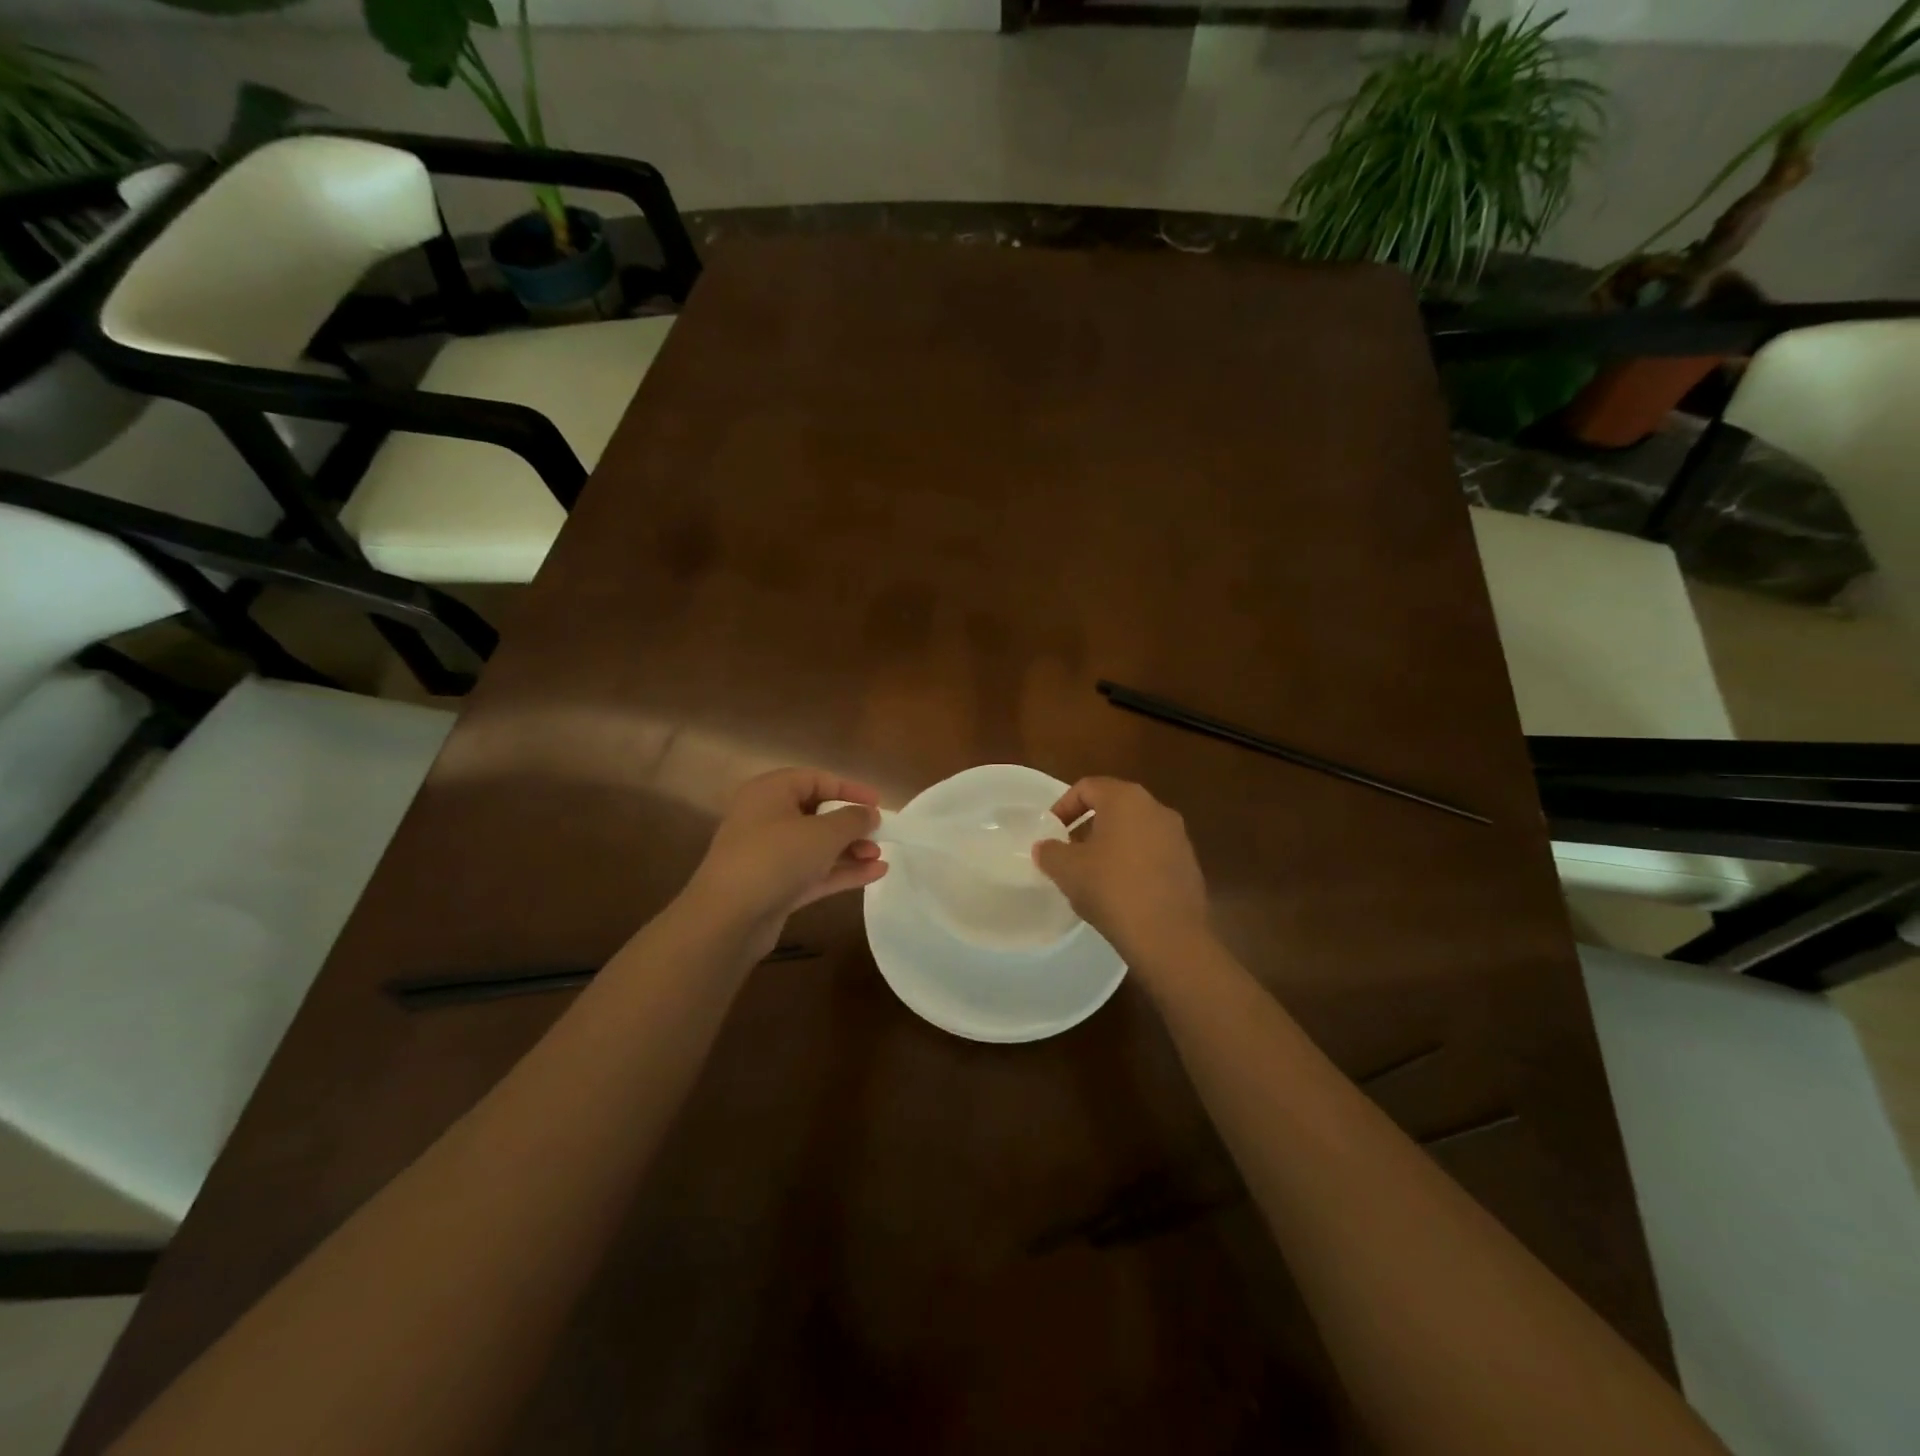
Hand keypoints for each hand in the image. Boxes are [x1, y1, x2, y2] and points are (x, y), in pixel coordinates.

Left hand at [681, 768, 888, 954]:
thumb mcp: (823, 833)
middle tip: (878, 835)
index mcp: (770, 792)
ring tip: (879, 857)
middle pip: (816, 814)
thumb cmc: (776, 858)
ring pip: (816, 846)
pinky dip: (840, 872)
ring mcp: (768, 855)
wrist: (727, 918)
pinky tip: (874, 874)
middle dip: (851, 825)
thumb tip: (870, 814)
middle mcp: (766, 818)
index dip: (849, 789)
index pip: (815, 780)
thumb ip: (853, 819)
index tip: (878, 804)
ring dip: (849, 850)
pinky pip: (813, 872)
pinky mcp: (774, 886)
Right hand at [1032, 777, 1213, 970]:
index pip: (1087, 787)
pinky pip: (1153, 853)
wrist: (1168, 935)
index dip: (1063, 806)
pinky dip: (1134, 862)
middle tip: (1069, 850)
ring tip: (1093, 873)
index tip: (1051, 831)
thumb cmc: (1111, 889)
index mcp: (1125, 799)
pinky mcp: (1189, 864)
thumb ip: (1050, 852)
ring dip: (1112, 844)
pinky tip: (1121, 891)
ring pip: (1135, 830)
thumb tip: (1045, 847)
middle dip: (1088, 825)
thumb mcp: (1067, 870)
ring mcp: (1178, 836)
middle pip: (1114, 806)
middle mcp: (1156, 808)